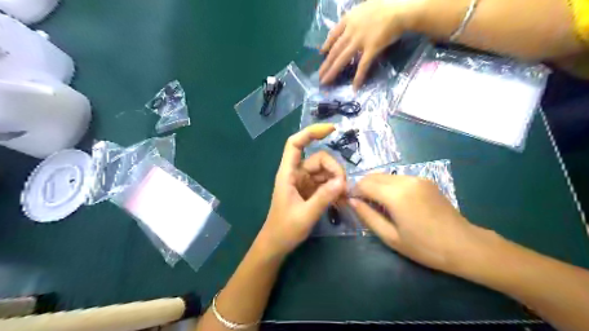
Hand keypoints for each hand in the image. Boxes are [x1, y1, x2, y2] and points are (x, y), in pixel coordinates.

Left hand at [257, 124, 345, 258]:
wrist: (276, 244)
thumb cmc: (284, 230)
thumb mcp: (305, 215)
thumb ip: (323, 198)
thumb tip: (342, 182)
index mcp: (288, 174)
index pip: (295, 144)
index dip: (310, 132)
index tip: (331, 129)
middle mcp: (296, 174)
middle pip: (318, 159)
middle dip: (334, 170)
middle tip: (343, 188)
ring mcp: (304, 182)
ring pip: (324, 171)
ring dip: (336, 180)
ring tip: (344, 197)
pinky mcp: (310, 191)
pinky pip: (325, 183)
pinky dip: (334, 189)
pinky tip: (341, 200)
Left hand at [320, 0, 420, 88]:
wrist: (400, 8)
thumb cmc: (385, 4)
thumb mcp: (365, 6)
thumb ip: (356, 16)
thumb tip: (352, 24)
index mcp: (349, 19)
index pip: (334, 34)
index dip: (326, 44)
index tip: (321, 53)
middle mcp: (351, 31)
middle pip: (335, 50)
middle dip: (326, 64)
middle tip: (319, 76)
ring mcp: (360, 40)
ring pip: (342, 59)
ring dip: (333, 71)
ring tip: (326, 82)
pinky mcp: (371, 48)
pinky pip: (363, 65)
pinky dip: (358, 77)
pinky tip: (354, 87)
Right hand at [349, 174, 482, 272]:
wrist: (464, 245)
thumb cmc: (424, 247)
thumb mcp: (391, 237)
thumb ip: (367, 216)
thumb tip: (352, 201)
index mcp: (396, 194)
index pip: (364, 184)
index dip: (353, 191)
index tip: (350, 202)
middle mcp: (405, 180)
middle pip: (373, 176)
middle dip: (362, 187)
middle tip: (361, 204)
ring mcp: (417, 178)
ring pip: (385, 176)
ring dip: (375, 185)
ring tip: (376, 204)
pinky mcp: (425, 180)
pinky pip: (398, 178)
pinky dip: (388, 185)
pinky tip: (393, 201)